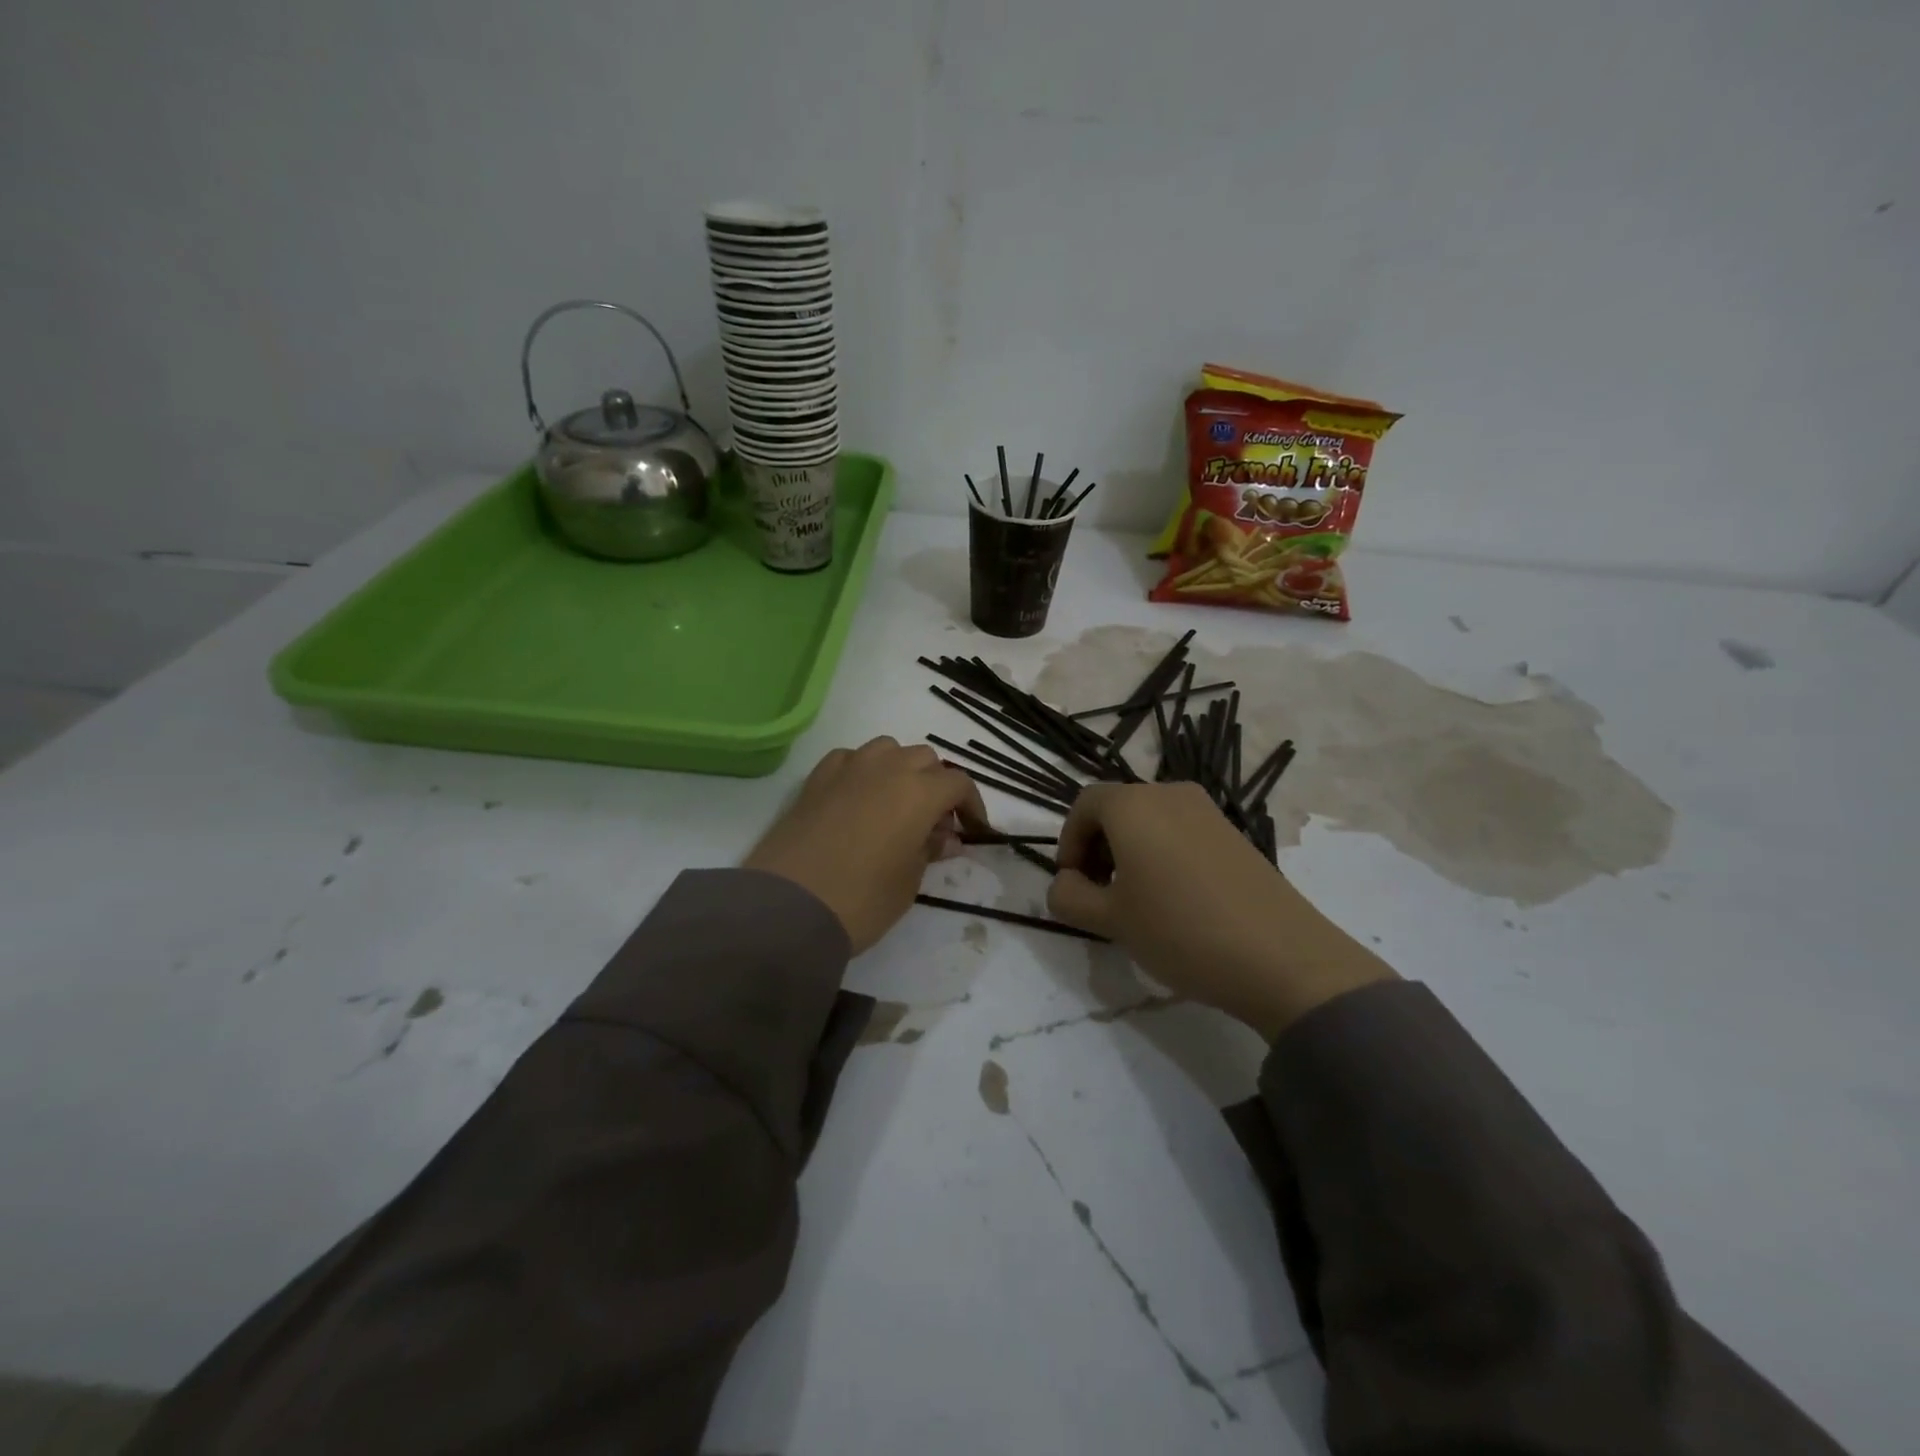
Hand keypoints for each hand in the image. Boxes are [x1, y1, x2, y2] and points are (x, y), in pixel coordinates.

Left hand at [745, 738, 987, 954]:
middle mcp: (887, 768)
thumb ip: (930, 851)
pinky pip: (850, 759)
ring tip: (897, 805)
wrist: (787, 907)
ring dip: (901, 770)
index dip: (972, 806)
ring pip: (888, 750)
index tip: (973, 831)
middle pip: (925, 760)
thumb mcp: (909, 882)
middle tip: (934, 824)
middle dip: (937, 786)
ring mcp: (848, 768)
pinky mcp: (816, 779)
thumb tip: (946, 838)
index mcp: (919, 792)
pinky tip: (859, 798)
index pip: (958, 783)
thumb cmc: (861, 899)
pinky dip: (863, 771)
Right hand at [1047, 782, 1394, 1039]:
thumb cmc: (1180, 931)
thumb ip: (1070, 897)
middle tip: (1099, 895)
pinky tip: (1175, 899)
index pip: (1083, 805)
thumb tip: (1064, 884)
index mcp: (1132, 805)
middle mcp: (1169, 793)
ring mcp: (1207, 811)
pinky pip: (1181, 831)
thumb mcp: (1111, 921)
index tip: (1072, 884)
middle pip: (1117, 808)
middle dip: (1098, 847)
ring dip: (1130, 851)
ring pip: (1150, 820)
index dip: (1068, 842)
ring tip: (1135, 901)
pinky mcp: (1234, 833)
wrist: (1282, 957)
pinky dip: (1163, 854)